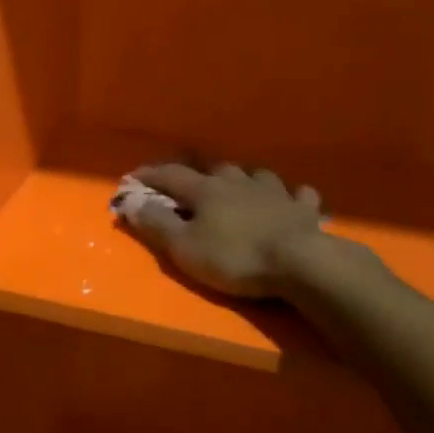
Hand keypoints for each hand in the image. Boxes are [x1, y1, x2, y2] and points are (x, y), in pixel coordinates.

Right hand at [116, 162, 332, 299]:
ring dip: (243, 180)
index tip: (134, 177)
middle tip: (190, 185)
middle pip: (214, 170)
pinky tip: (289, 201)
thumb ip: (157, 224)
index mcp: (206, 190)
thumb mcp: (184, 248)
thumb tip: (131, 202)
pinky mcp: (303, 208)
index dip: (150, 175)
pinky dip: (289, 196)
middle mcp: (239, 182)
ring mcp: (275, 192)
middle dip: (198, 175)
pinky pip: (297, 195)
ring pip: (255, 176)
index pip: (171, 176)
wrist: (300, 262)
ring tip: (238, 189)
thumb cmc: (235, 257)